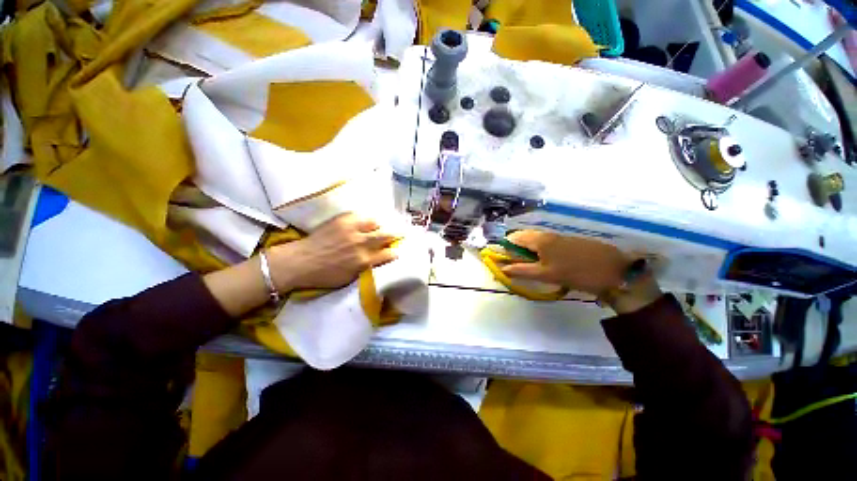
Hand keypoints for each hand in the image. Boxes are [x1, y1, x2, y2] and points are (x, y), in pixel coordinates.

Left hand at [267, 214, 397, 291]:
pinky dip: (365, 220)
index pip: (388, 254)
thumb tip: (376, 260)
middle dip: (395, 234)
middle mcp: (361, 244)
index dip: (394, 252)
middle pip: (386, 235)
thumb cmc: (325, 275)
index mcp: (363, 261)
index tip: (396, 251)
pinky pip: (360, 215)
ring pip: (375, 222)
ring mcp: (352, 230)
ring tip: (378, 227)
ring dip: (379, 226)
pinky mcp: (342, 220)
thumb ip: (366, 268)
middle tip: (398, 233)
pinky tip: (363, 223)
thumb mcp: (350, 278)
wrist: (300, 262)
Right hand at [501, 231, 661, 312]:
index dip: (505, 248)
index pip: (513, 237)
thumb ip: (521, 270)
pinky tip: (547, 264)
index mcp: (539, 239)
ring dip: (529, 253)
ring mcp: (559, 236)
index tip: (505, 261)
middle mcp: (547, 234)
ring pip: (535, 241)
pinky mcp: (569, 241)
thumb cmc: (576, 273)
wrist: (615, 271)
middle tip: (519, 267)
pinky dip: (541, 252)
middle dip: (517, 251)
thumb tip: (502, 268)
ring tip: (532, 268)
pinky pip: (547, 244)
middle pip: (523, 238)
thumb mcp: (546, 275)